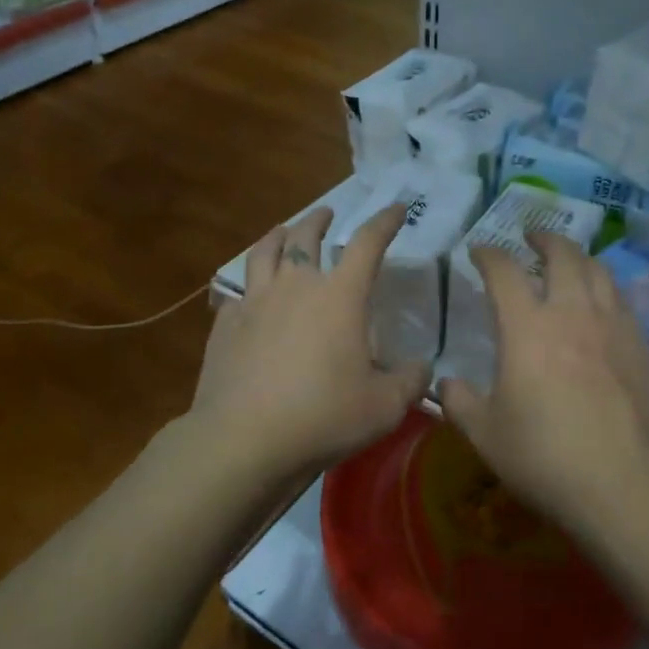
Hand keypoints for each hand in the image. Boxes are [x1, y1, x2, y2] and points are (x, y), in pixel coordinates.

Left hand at [190, 204, 432, 482]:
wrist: (243, 440)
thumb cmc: (324, 417)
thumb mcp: (385, 407)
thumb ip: (410, 381)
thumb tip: (424, 368)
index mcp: (339, 296)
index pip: (368, 243)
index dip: (385, 221)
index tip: (397, 208)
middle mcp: (295, 286)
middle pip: (305, 236)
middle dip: (319, 220)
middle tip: (326, 214)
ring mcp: (254, 303)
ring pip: (264, 253)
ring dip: (277, 236)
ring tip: (281, 231)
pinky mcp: (224, 326)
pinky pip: (238, 295)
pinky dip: (249, 289)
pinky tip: (250, 300)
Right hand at [440, 232, 648, 533]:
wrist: (621, 484)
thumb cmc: (543, 457)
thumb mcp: (485, 434)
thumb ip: (459, 402)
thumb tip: (446, 383)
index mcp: (527, 328)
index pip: (504, 272)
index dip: (488, 255)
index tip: (478, 252)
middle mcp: (572, 313)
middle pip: (562, 255)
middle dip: (543, 239)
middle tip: (531, 238)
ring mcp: (613, 327)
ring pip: (599, 271)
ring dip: (578, 257)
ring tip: (568, 261)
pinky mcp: (641, 347)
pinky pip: (622, 301)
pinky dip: (604, 288)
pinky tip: (601, 303)